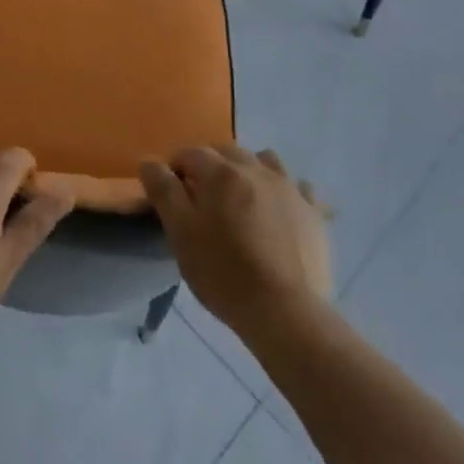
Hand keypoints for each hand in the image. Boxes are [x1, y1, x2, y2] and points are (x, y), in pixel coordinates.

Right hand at [140, 146, 332, 337]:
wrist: (285, 311)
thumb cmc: (224, 272)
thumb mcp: (181, 234)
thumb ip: (164, 192)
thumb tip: (149, 162)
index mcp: (221, 172)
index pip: (190, 154)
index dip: (176, 168)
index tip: (171, 193)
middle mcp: (256, 169)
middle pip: (227, 152)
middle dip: (211, 166)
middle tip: (203, 198)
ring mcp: (289, 187)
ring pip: (264, 160)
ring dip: (249, 170)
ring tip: (242, 199)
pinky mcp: (313, 211)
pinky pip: (298, 187)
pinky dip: (285, 191)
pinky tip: (280, 210)